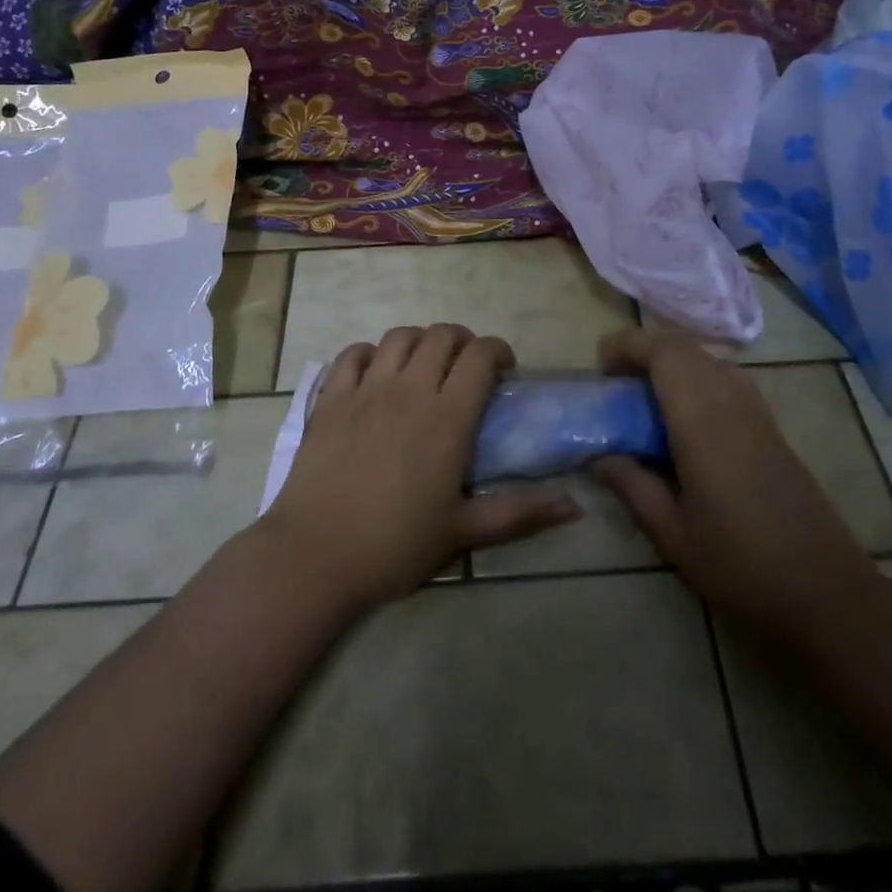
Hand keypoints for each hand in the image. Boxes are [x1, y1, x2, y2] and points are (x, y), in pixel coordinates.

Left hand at [261, 324, 580, 609]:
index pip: (480, 356)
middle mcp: (409, 390)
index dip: (497, 350)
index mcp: (447, 417)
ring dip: (419, 341)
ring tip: (424, 364)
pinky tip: (375, 372)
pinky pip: (352, 355)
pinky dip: (370, 353)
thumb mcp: (465, 532)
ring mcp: (366, 389)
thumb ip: (521, 513)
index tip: (504, 369)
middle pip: (441, 336)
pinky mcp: (331, 399)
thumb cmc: (396, 546)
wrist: (316, 556)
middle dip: (462, 340)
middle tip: (467, 366)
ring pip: (399, 337)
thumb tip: (575, 507)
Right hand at [590, 328, 877, 631]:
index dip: (629, 345)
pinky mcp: (772, 428)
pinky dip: (698, 378)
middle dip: (646, 350)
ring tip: (646, 395)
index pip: (666, 353)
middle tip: (617, 380)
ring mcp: (757, 413)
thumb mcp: (673, 534)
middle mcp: (732, 402)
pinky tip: (685, 419)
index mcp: (703, 422)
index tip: (601, 365)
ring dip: (673, 362)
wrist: (828, 593)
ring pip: (710, 359)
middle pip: (687, 347)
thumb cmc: (741, 566)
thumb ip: (632, 486)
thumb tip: (599, 456)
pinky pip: (728, 379)